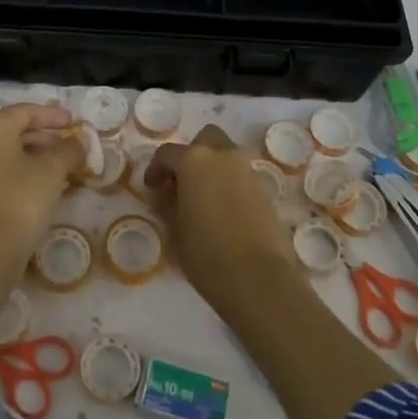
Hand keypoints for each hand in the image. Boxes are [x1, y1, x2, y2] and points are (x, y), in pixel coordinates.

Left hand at [0, 104, 84, 260]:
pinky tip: (44, 179)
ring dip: (35, 151)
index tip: (74, 122)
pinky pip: (0, 166)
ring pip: (7, 148)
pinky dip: (22, 166)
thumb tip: (83, 138)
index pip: (25, 111)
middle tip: (70, 141)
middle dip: (45, 134)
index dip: (52, 115)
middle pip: (14, 128)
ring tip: (62, 161)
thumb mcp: (52, 170)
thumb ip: (69, 149)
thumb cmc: (22, 199)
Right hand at [143, 125, 297, 314]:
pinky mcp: (265, 190)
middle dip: (192, 155)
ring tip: (203, 199)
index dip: (156, 169)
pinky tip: (223, 211)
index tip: (152, 188)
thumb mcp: (175, 229)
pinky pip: (241, 176)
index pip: (168, 153)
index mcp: (194, 160)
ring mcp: (247, 171)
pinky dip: (230, 184)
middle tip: (182, 182)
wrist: (258, 278)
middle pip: (205, 140)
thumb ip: (168, 205)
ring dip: (213, 168)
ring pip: (226, 156)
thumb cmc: (206, 253)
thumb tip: (168, 196)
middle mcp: (223, 156)